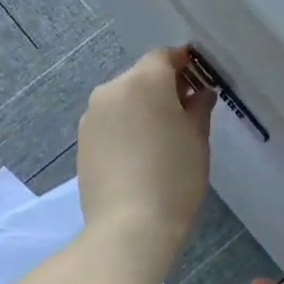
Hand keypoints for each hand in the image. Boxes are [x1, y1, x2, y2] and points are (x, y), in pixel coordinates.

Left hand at [77, 48, 214, 257]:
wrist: (130, 226)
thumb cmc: (175, 178)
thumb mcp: (198, 139)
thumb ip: (199, 107)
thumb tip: (200, 92)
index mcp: (144, 82)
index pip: (164, 57)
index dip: (183, 64)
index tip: (198, 81)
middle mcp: (112, 90)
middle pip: (141, 76)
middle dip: (163, 87)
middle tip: (184, 113)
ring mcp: (92, 116)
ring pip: (123, 99)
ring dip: (141, 108)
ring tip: (160, 139)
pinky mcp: (82, 141)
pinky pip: (109, 122)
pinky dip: (125, 127)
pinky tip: (138, 155)